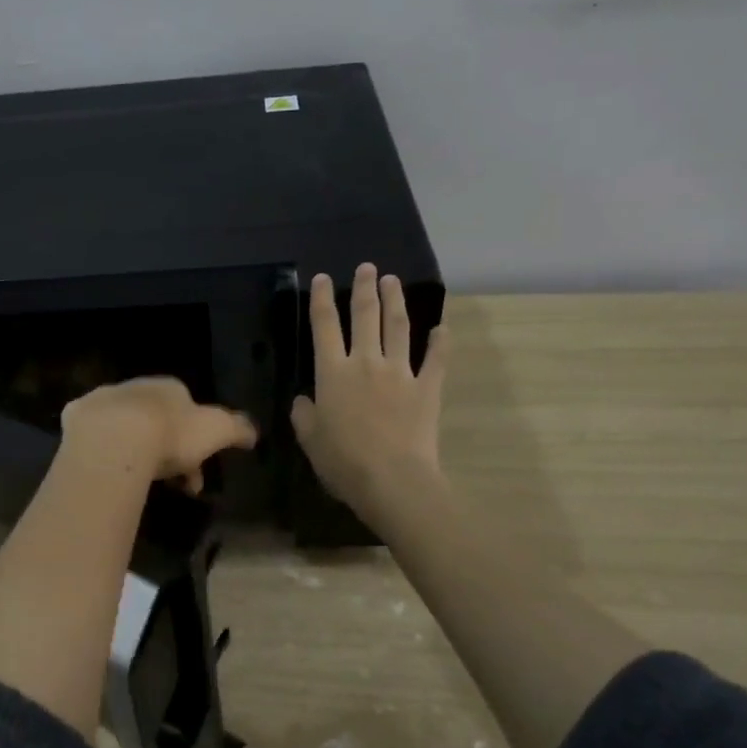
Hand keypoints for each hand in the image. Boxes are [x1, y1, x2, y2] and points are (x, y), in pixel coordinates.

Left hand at [60, 377, 257, 492]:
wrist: (116, 439)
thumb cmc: (172, 433)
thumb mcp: (218, 430)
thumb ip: (238, 428)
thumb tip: (254, 432)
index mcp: (171, 387)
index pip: (189, 411)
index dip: (198, 442)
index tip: (199, 472)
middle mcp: (137, 387)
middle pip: (157, 419)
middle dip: (169, 450)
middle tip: (174, 484)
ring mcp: (104, 400)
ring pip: (125, 426)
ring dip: (137, 450)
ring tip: (141, 482)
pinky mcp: (76, 417)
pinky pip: (94, 434)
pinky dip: (103, 449)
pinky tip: (109, 469)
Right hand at [291, 263, 448, 526]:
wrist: (391, 479)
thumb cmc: (343, 462)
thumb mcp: (309, 439)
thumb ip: (304, 414)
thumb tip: (305, 400)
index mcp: (333, 373)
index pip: (324, 326)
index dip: (321, 300)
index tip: (322, 279)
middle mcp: (366, 362)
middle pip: (365, 315)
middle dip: (364, 288)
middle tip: (367, 268)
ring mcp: (400, 372)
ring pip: (398, 327)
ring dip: (395, 301)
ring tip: (393, 281)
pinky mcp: (427, 388)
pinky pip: (435, 359)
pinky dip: (440, 342)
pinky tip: (442, 328)